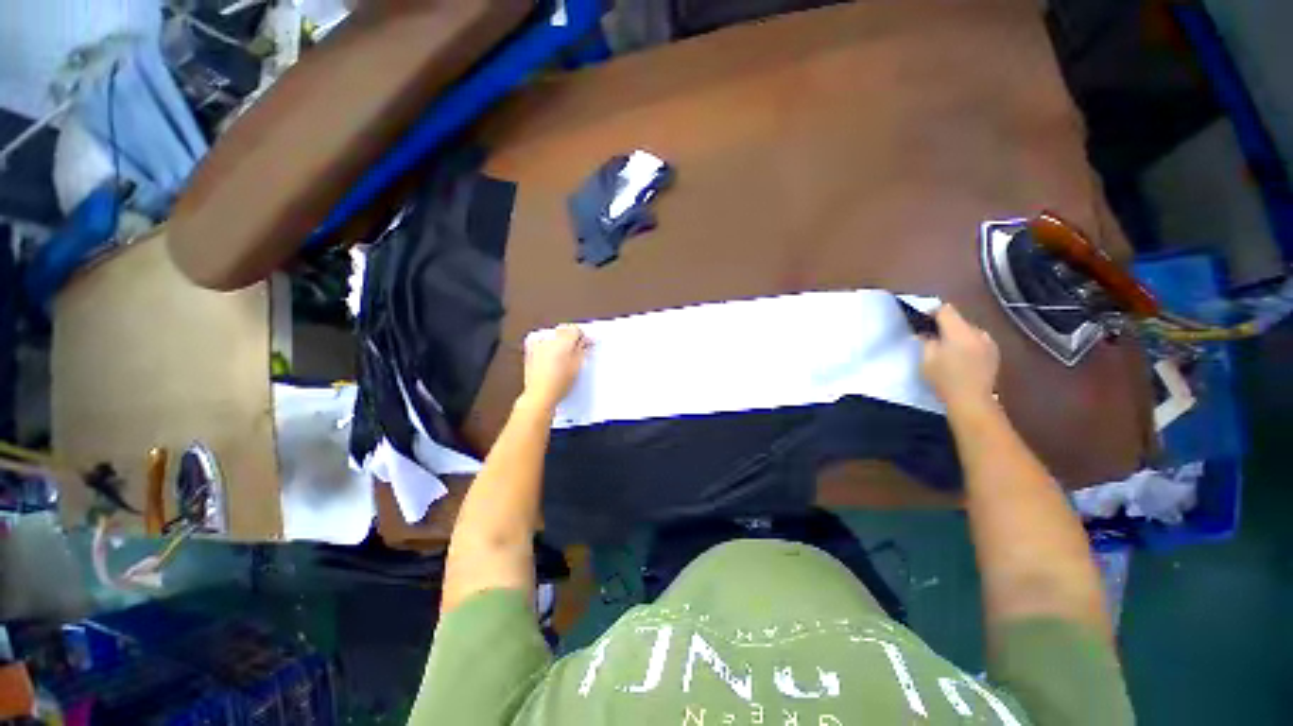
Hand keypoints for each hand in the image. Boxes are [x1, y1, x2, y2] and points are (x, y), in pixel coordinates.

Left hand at [522, 324, 590, 409]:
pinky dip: (547, 345)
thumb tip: (586, 342)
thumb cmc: (559, 383)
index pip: (575, 330)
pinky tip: (551, 355)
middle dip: (571, 336)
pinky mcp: (530, 352)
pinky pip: (541, 342)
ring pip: (552, 336)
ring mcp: (538, 346)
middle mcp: (549, 340)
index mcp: (562, 342)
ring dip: (560, 341)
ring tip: (565, 354)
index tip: (586, 343)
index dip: (583, 336)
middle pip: (563, 330)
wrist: (540, 395)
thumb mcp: (577, 367)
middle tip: (578, 348)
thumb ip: (582, 351)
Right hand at [920, 304, 999, 409]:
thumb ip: (927, 342)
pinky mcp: (994, 354)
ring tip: (948, 350)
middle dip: (945, 327)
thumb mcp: (927, 359)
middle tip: (932, 339)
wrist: (972, 400)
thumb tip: (926, 333)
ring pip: (969, 331)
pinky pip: (978, 342)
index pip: (945, 310)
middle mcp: (977, 332)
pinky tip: (962, 358)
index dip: (932, 313)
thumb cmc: (944, 379)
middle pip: (958, 320)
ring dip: (958, 336)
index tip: (923, 322)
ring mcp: (989, 343)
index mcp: (959, 331)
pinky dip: (968, 345)